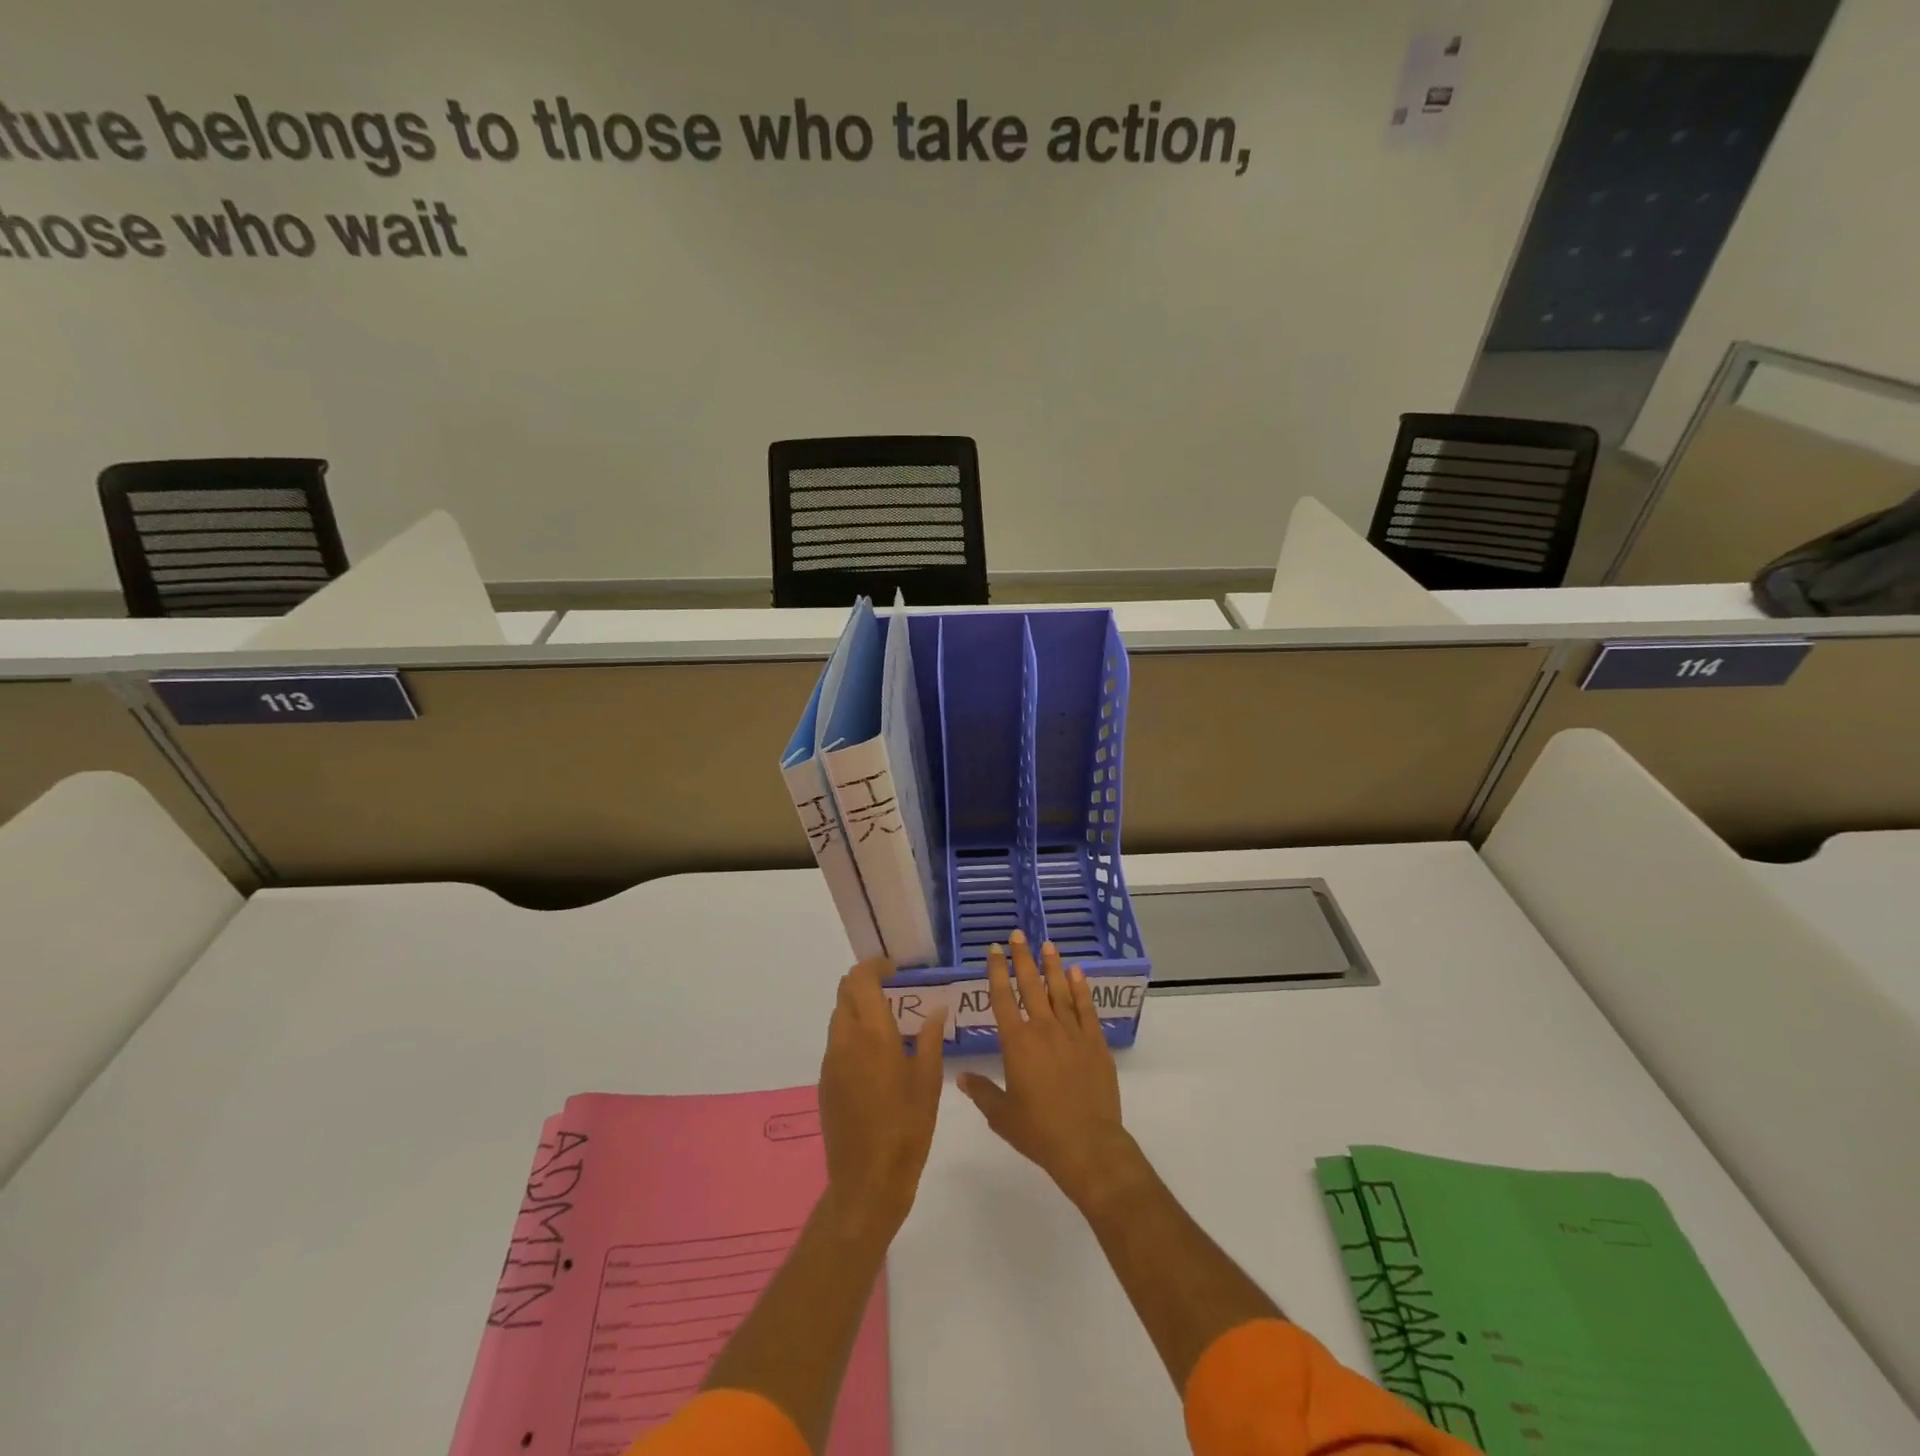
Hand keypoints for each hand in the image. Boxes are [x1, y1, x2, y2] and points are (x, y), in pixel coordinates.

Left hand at [817, 959, 946, 1242]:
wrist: (867, 1180)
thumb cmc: (907, 1128)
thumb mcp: (929, 1082)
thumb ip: (931, 1039)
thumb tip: (936, 1010)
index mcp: (873, 1034)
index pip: (861, 980)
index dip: (875, 966)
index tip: (894, 969)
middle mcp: (846, 1040)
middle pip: (845, 992)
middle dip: (865, 982)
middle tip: (892, 989)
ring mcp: (831, 1061)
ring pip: (838, 1016)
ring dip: (857, 1006)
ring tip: (886, 1019)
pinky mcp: (825, 1081)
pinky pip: (836, 1041)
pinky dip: (852, 1031)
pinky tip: (874, 1053)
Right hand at [958, 930, 1140, 1210]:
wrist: (1088, 1145)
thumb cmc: (1039, 1131)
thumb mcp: (1002, 1115)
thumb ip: (982, 1092)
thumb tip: (961, 1077)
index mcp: (1017, 1043)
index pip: (1003, 998)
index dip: (997, 972)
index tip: (994, 950)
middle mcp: (1043, 1029)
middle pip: (1031, 986)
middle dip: (1022, 958)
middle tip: (1018, 934)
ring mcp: (1072, 1033)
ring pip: (1059, 991)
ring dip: (1051, 966)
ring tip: (1047, 944)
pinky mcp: (1095, 1043)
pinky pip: (1086, 1008)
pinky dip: (1081, 989)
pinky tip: (1077, 973)